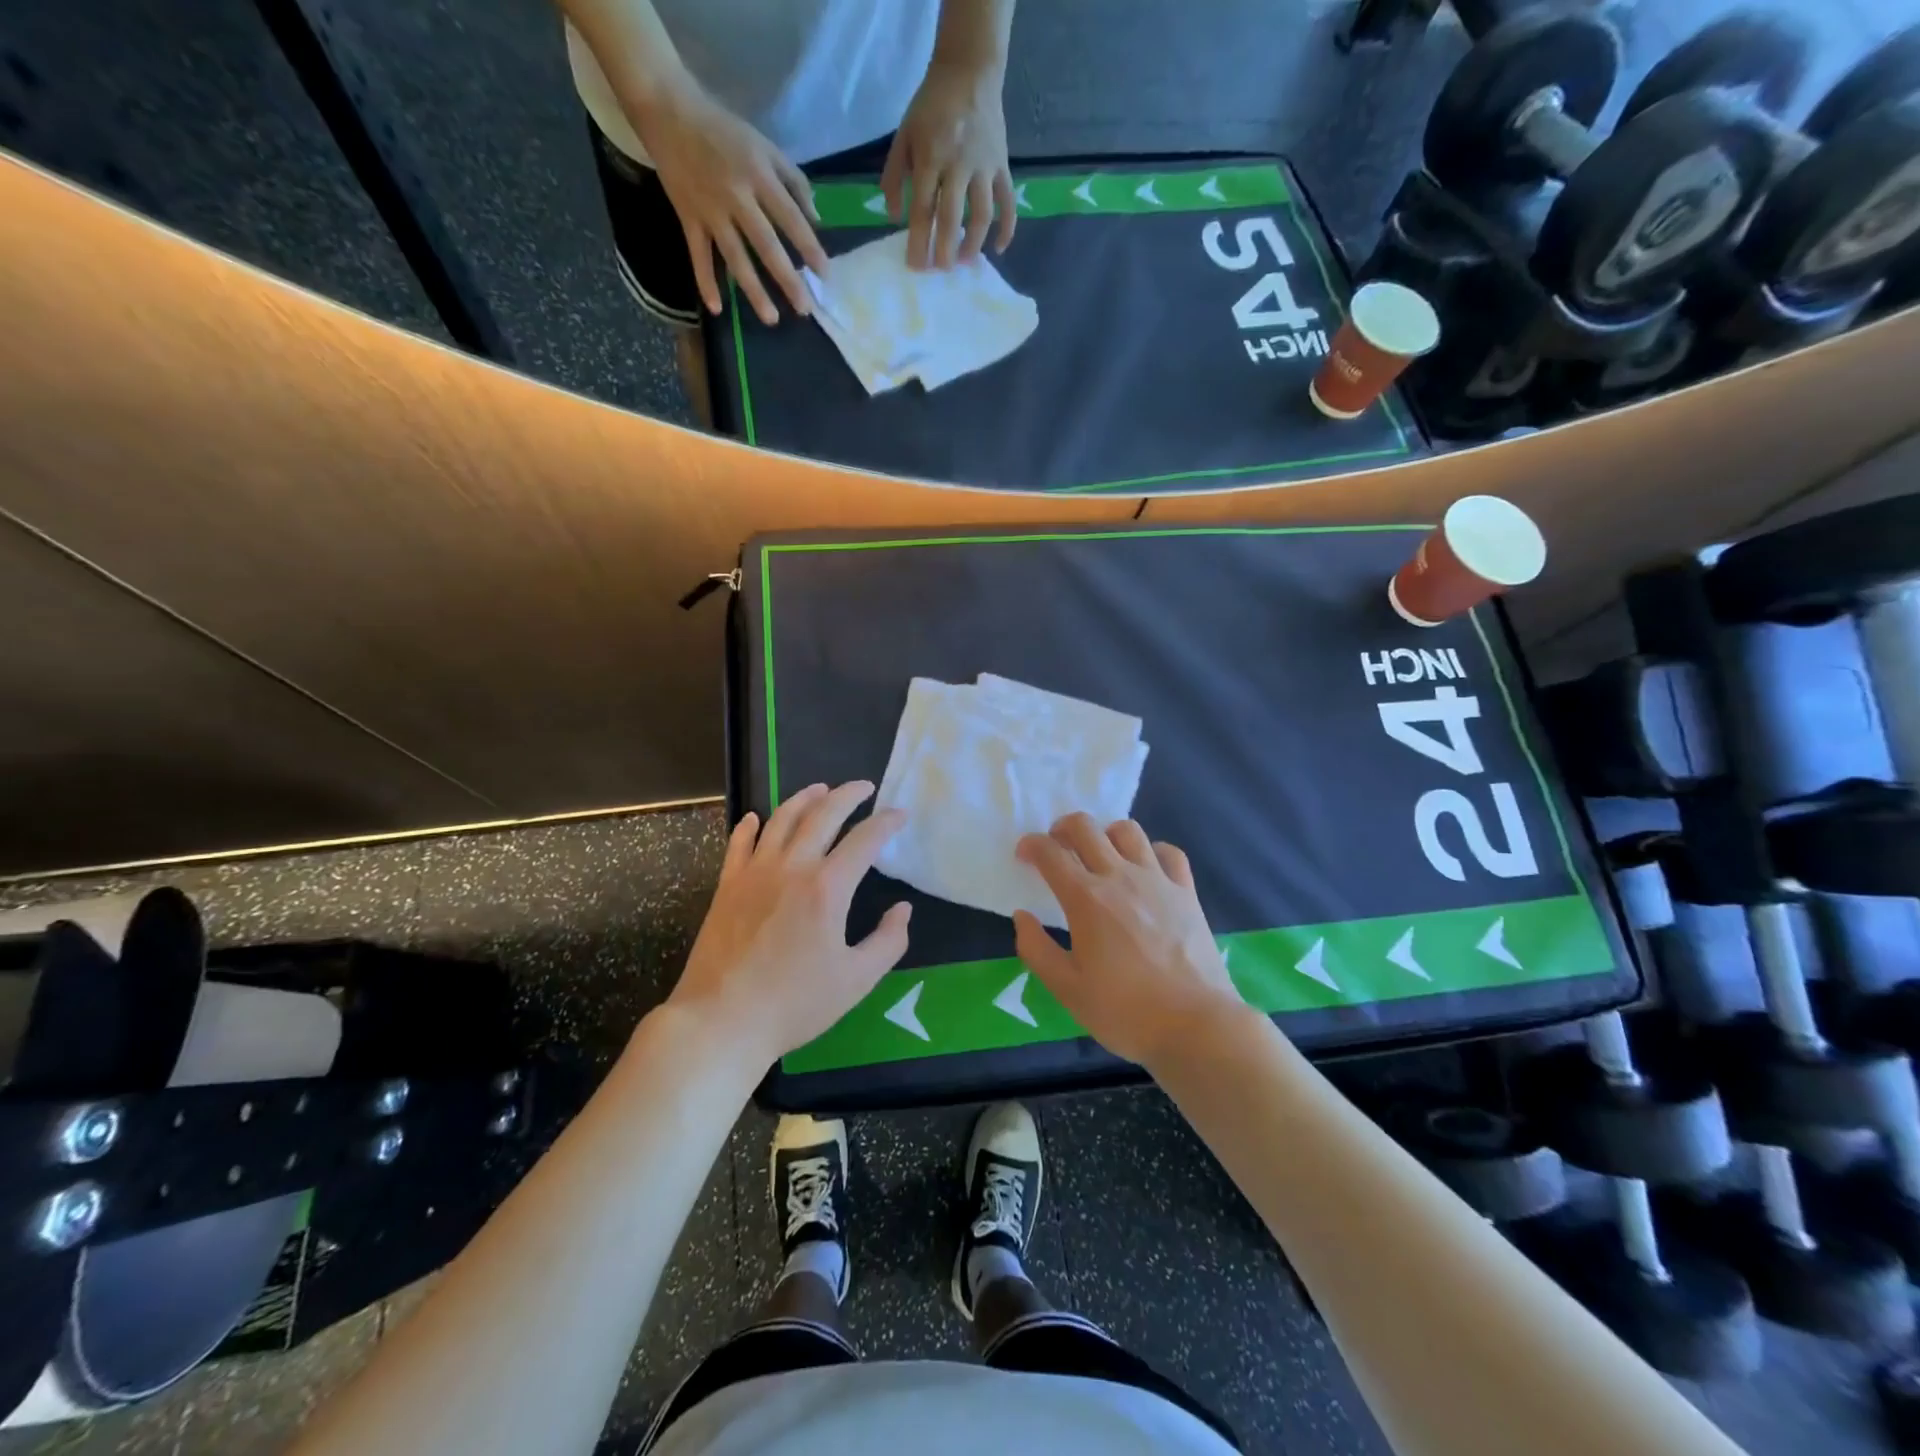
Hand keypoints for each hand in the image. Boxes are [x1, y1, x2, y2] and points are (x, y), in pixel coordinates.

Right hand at [631, 80, 829, 323]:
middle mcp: (737, 197)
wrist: (668, 111)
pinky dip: (705, 281)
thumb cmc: (724, 131)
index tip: (825, 275)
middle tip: (804, 309)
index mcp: (758, 176)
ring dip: (753, 290)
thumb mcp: (764, 146)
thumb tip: (816, 219)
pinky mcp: (688, 218)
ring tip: (771, 319)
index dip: (809, 247)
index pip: (790, 218)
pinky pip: (698, 254)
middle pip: (766, 245)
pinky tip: (716, 308)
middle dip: (787, 279)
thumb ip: (794, 181)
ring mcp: (711, 211)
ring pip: (735, 257)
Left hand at [670, 782, 910, 1064]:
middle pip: (823, 814)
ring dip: (804, 798)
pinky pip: (740, 842)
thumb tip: (903, 909)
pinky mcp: (727, 885)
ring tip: (820, 789)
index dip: (886, 822)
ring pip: (781, 819)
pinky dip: (751, 825)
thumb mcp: (857, 980)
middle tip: (865, 787)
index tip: (900, 814)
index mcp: (828, 887)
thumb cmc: (795, 1004)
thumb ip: (888, 941)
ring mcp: (755, 872)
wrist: (721, 1020)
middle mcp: (792, 867)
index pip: (865, 840)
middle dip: (848, 794)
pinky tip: (757, 817)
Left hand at [882, 59, 1014, 269]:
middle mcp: (958, 164)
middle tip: (940, 271)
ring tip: (964, 262)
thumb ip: (894, 176)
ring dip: (973, 244)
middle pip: (951, 217)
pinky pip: (1007, 202)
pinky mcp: (1002, 166)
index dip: (918, 241)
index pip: (922, 208)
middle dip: (944, 250)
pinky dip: (1007, 227)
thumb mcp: (904, 135)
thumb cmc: (931, 107)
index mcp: (930, 156)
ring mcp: (984, 166)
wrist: (969, 71)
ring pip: (981, 214)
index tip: (916, 266)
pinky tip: (999, 248)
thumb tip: (894, 218)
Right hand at [1013, 814, 1249, 1071]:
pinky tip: (1145, 868)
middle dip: (1062, 828)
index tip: (1024, 855)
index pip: (1050, 853)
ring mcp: (1157, 880)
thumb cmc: (1125, 1011)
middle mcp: (1119, 877)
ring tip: (1100, 855)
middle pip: (1086, 828)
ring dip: (1105, 834)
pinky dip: (1151, 851)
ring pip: (1127, 831)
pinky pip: (1169, 852)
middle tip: (1056, 848)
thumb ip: (1036, 949)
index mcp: (1086, 899)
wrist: (1195, 1025)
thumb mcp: (1067, 990)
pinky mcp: (1186, 892)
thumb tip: (1022, 916)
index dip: (1031, 845)